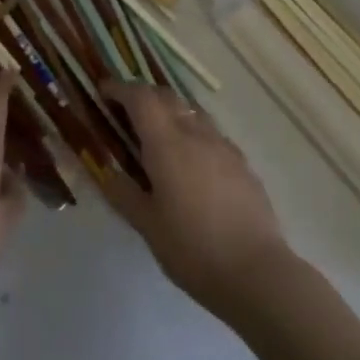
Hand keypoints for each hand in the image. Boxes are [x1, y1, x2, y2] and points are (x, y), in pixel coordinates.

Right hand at [100, 82, 292, 317]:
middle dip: (143, 95)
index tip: (103, 91)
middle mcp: (196, 133)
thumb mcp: (147, 226)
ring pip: (191, 111)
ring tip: (157, 135)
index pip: (140, 97)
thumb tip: (106, 172)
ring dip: (170, 111)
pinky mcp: (241, 161)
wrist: (256, 271)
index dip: (119, 89)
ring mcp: (223, 145)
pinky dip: (192, 132)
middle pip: (167, 96)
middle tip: (125, 111)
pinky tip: (190, 162)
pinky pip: (210, 132)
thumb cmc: (193, 249)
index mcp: (167, 144)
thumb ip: (124, 193)